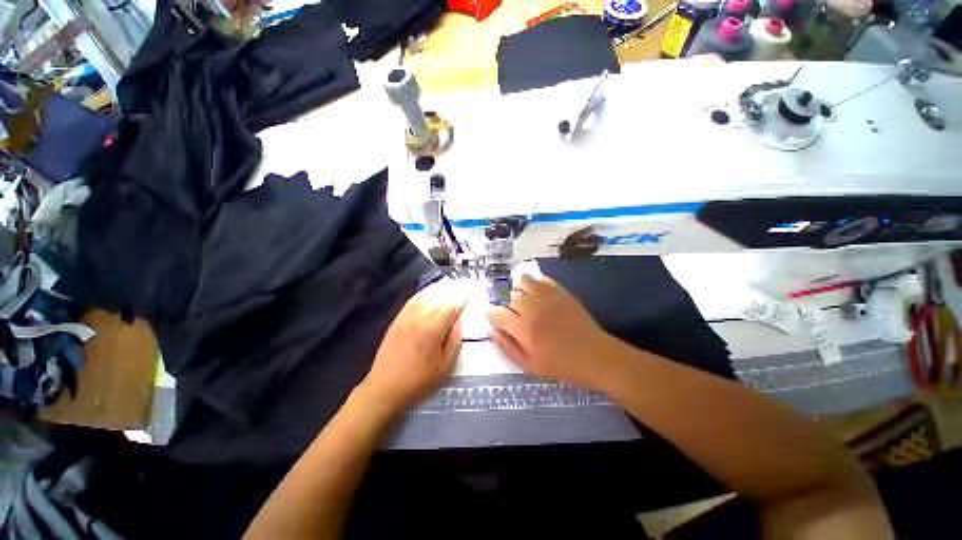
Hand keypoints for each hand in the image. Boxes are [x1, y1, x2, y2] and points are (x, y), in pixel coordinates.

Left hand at [360, 280, 465, 414]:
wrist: (384, 389)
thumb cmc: (418, 382)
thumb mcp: (445, 368)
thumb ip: (455, 342)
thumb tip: (458, 323)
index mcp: (432, 330)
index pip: (450, 308)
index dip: (461, 301)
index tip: (469, 297)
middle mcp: (419, 318)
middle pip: (438, 300)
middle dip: (452, 294)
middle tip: (462, 290)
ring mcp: (405, 317)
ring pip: (425, 297)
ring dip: (438, 290)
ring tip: (449, 286)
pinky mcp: (397, 320)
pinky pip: (412, 301)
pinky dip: (423, 294)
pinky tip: (428, 293)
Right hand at [485, 275, 614, 388]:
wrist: (595, 356)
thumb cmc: (561, 365)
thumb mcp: (529, 366)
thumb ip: (507, 348)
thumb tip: (491, 331)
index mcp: (523, 329)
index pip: (497, 313)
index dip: (490, 311)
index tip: (490, 312)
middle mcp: (533, 309)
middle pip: (509, 296)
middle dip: (506, 302)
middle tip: (511, 311)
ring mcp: (548, 297)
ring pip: (523, 281)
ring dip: (518, 288)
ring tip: (522, 297)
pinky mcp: (561, 292)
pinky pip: (541, 279)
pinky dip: (535, 283)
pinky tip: (537, 293)